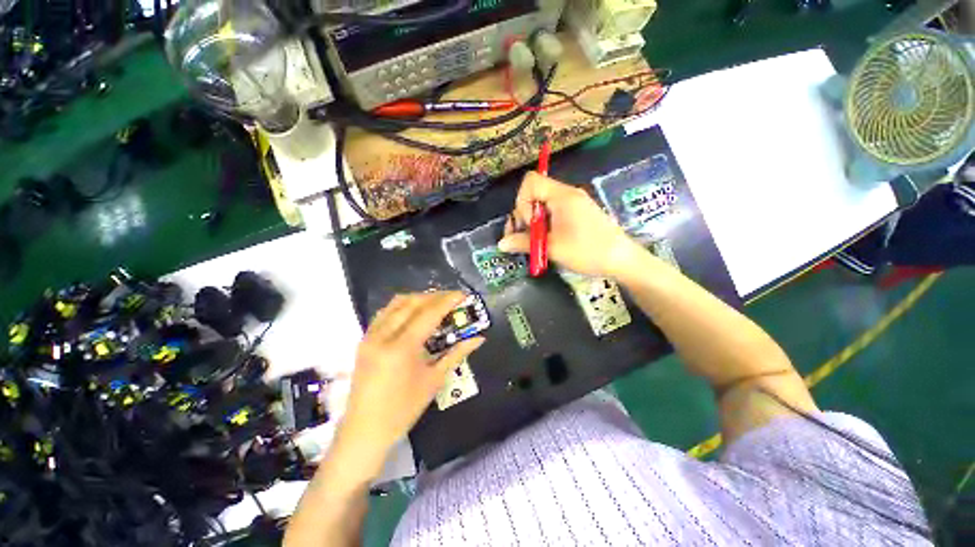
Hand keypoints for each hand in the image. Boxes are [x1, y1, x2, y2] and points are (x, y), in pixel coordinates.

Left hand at [341, 291, 484, 451]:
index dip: (448, 301)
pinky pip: (385, 313)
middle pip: (412, 303)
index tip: (463, 294)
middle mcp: (383, 335)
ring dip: (418, 299)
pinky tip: (414, 313)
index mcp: (401, 348)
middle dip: (435, 296)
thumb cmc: (404, 409)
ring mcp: (370, 336)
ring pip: (396, 303)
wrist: (365, 431)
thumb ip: (457, 353)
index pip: (429, 313)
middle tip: (453, 298)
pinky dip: (403, 307)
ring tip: (436, 303)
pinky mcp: (364, 340)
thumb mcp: (434, 380)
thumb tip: (479, 339)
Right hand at [499, 172, 643, 277]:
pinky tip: (547, 240)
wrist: (622, 260)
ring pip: (542, 204)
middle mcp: (567, 194)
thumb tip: (501, 243)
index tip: (529, 224)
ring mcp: (573, 203)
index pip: (530, 182)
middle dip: (524, 215)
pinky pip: (553, 212)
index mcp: (562, 195)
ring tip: (536, 243)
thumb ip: (523, 243)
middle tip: (525, 238)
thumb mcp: (552, 248)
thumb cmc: (587, 251)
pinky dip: (545, 224)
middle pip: (534, 194)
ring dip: (533, 223)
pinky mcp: (578, 213)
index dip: (522, 202)